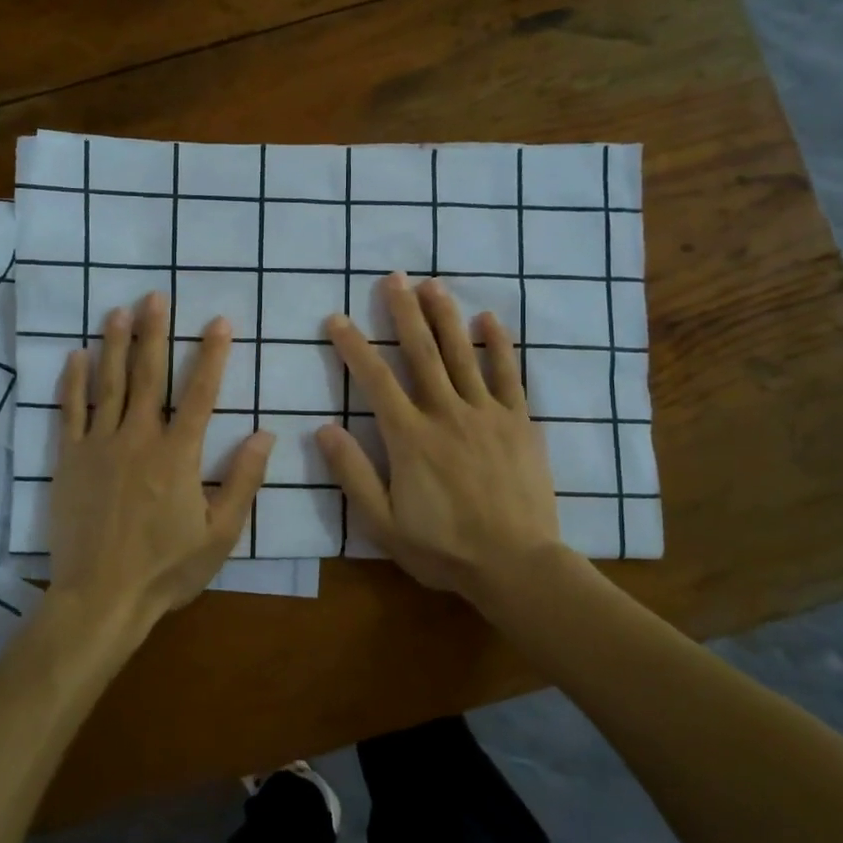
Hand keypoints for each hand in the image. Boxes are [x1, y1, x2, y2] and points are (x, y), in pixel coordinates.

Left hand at [48, 291, 273, 631]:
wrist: (101, 597)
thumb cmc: (166, 569)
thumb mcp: (220, 534)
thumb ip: (243, 482)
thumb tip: (265, 435)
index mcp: (179, 455)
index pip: (201, 393)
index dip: (212, 355)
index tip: (220, 322)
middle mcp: (139, 439)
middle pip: (149, 376)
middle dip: (155, 333)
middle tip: (155, 296)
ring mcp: (99, 446)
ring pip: (109, 385)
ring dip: (115, 345)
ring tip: (118, 311)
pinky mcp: (69, 461)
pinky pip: (69, 412)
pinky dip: (72, 382)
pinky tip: (75, 356)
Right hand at [317, 273, 562, 603]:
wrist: (516, 565)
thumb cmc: (444, 549)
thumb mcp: (384, 523)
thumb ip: (353, 474)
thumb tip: (323, 429)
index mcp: (410, 438)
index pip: (375, 381)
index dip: (354, 347)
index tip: (337, 318)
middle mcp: (447, 414)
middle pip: (422, 354)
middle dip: (403, 313)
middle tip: (393, 277)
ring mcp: (487, 414)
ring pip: (462, 355)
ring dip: (445, 317)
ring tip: (432, 284)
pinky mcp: (519, 423)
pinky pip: (508, 376)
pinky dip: (498, 345)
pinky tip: (488, 319)